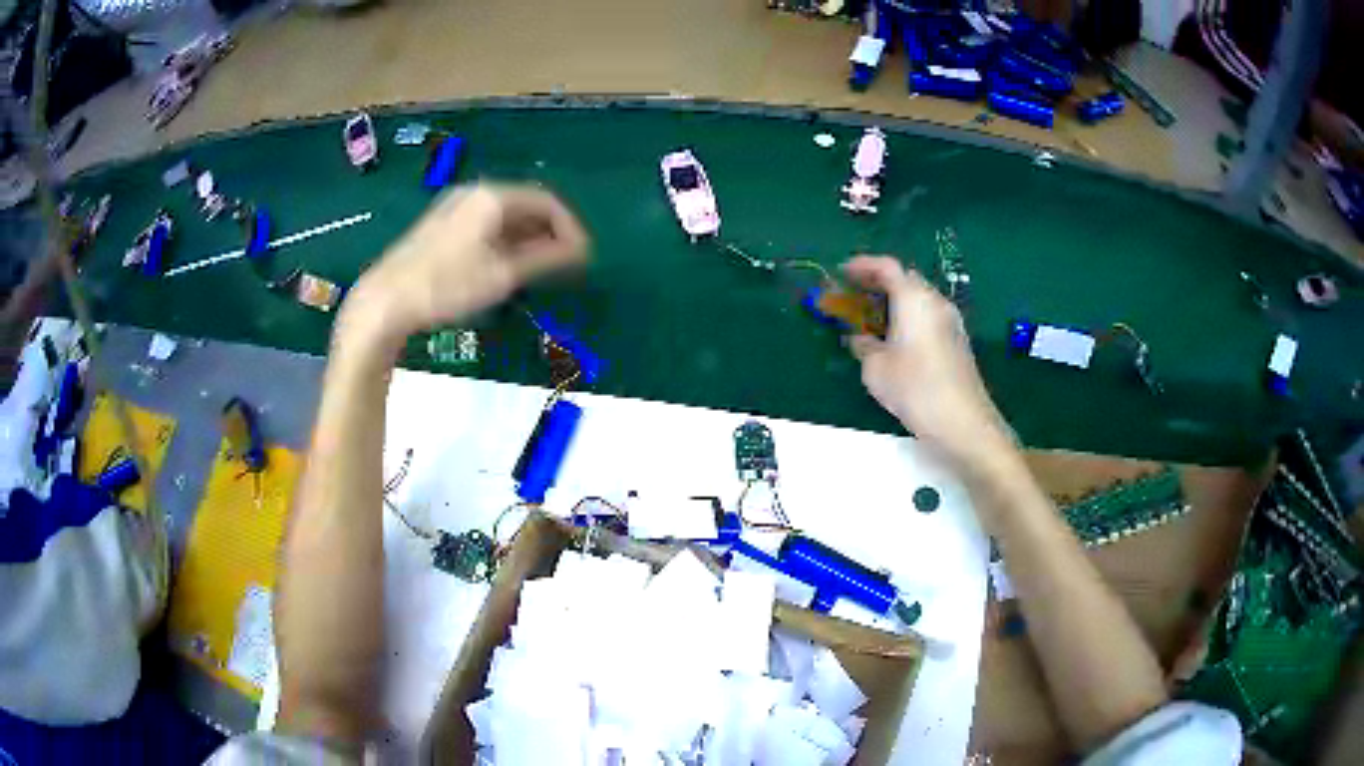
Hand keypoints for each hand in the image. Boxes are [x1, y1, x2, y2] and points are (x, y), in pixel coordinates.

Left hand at [345, 184, 588, 344]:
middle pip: (525, 205)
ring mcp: (455, 207)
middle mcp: (475, 193)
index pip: (546, 202)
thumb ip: (546, 259)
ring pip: (504, 216)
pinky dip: (505, 240)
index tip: (584, 256)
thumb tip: (581, 251)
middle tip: (566, 263)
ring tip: (541, 268)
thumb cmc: (447, 286)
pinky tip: (507, 265)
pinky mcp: (442, 224)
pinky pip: (485, 224)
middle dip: (550, 232)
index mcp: (493, 197)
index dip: (569, 227)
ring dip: (528, 238)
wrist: (386, 300)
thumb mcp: (502, 275)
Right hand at [844, 256, 1014, 469]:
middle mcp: (935, 301)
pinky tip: (897, 340)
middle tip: (856, 294)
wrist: (962, 421)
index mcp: (913, 299)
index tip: (843, 272)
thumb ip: (864, 345)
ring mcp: (951, 321)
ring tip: (873, 318)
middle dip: (879, 283)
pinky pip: (929, 317)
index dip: (863, 265)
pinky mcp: (958, 341)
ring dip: (896, 302)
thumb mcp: (875, 369)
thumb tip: (860, 337)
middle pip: (906, 279)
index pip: (887, 267)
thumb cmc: (915, 388)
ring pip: (919, 299)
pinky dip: (910, 318)